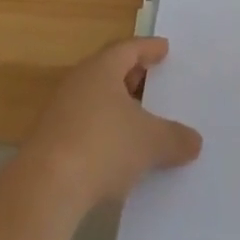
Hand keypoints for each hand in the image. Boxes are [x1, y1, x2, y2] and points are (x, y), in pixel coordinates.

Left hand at [23, 37, 202, 214]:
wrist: (43, 190)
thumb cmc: (102, 147)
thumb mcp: (149, 142)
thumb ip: (174, 138)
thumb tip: (195, 141)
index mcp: (102, 68)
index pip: (129, 48)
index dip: (149, 48)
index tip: (165, 49)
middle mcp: (79, 82)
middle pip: (109, 71)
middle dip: (132, 76)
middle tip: (152, 81)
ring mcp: (59, 112)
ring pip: (94, 99)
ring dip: (115, 107)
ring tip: (137, 119)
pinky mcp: (48, 142)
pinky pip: (82, 125)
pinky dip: (101, 131)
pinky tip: (114, 152)